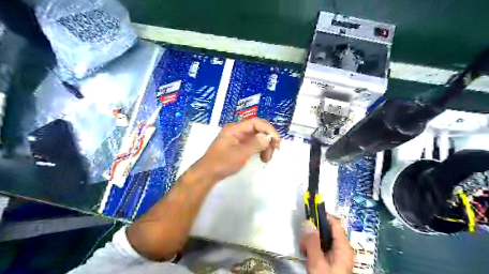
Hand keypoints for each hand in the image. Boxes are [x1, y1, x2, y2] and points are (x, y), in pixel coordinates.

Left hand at [195, 118, 277, 181]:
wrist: (207, 174)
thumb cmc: (221, 163)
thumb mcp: (239, 154)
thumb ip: (254, 145)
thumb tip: (268, 137)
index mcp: (235, 129)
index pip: (256, 122)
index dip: (268, 129)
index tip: (276, 141)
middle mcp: (237, 131)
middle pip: (258, 129)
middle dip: (268, 139)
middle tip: (274, 151)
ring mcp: (238, 139)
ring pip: (257, 137)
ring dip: (265, 146)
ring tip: (267, 159)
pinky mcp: (239, 146)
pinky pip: (253, 144)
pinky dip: (260, 150)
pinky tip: (263, 158)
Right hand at [302, 216, 356, 273]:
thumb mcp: (317, 263)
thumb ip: (312, 242)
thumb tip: (309, 221)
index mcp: (343, 247)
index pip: (335, 223)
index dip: (323, 216)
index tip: (308, 215)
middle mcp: (343, 248)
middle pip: (328, 230)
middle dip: (314, 232)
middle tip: (303, 239)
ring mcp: (338, 254)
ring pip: (323, 238)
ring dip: (312, 240)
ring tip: (303, 249)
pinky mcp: (333, 259)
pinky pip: (323, 247)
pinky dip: (314, 247)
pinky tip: (307, 254)